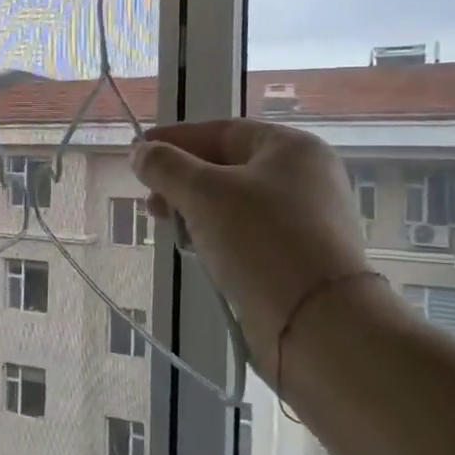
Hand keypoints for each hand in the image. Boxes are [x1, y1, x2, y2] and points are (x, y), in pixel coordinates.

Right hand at [131, 119, 372, 382]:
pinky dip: (218, 236)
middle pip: (227, 166)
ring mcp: (305, 219)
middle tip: (151, 203)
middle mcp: (304, 176)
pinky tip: (198, 253)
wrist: (317, 322)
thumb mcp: (203, 192)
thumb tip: (140, 152)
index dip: (174, 139)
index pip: (221, 131)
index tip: (137, 153)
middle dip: (182, 181)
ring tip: (171, 231)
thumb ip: (165, 166)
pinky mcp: (299, 256)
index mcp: (290, 147)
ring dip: (196, 211)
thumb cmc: (260, 240)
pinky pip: (247, 234)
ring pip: (234, 203)